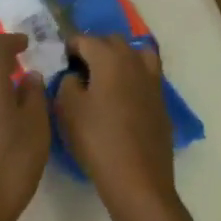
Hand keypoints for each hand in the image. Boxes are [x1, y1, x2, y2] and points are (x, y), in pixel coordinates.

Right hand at [56, 35, 178, 220]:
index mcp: (109, 58)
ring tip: (104, 78)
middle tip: (78, 69)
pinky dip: (132, 76)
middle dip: (94, 48)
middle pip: (112, 41)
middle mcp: (134, 62)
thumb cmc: (97, 141)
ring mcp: (152, 81)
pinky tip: (121, 98)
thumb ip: (67, 82)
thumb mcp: (67, 109)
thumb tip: (76, 75)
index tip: (59, 62)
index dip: (68, 47)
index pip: (84, 39)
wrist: (138, 181)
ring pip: (135, 54)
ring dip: (118, 58)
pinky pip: (145, 76)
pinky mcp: (161, 102)